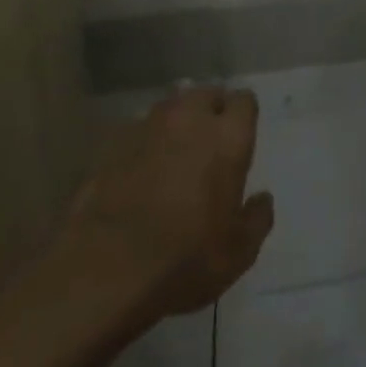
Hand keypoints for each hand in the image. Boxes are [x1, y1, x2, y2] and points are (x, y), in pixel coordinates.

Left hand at [58, 84, 274, 321]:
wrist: (103, 272)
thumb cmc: (183, 261)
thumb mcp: (238, 253)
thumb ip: (257, 219)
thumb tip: (262, 199)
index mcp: (227, 136)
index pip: (244, 101)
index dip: (243, 117)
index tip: (240, 138)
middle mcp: (190, 119)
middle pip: (206, 94)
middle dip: (210, 110)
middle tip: (208, 142)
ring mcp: (147, 128)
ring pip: (170, 108)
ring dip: (176, 123)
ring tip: (173, 153)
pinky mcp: (112, 146)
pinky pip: (137, 131)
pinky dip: (144, 144)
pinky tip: (139, 172)